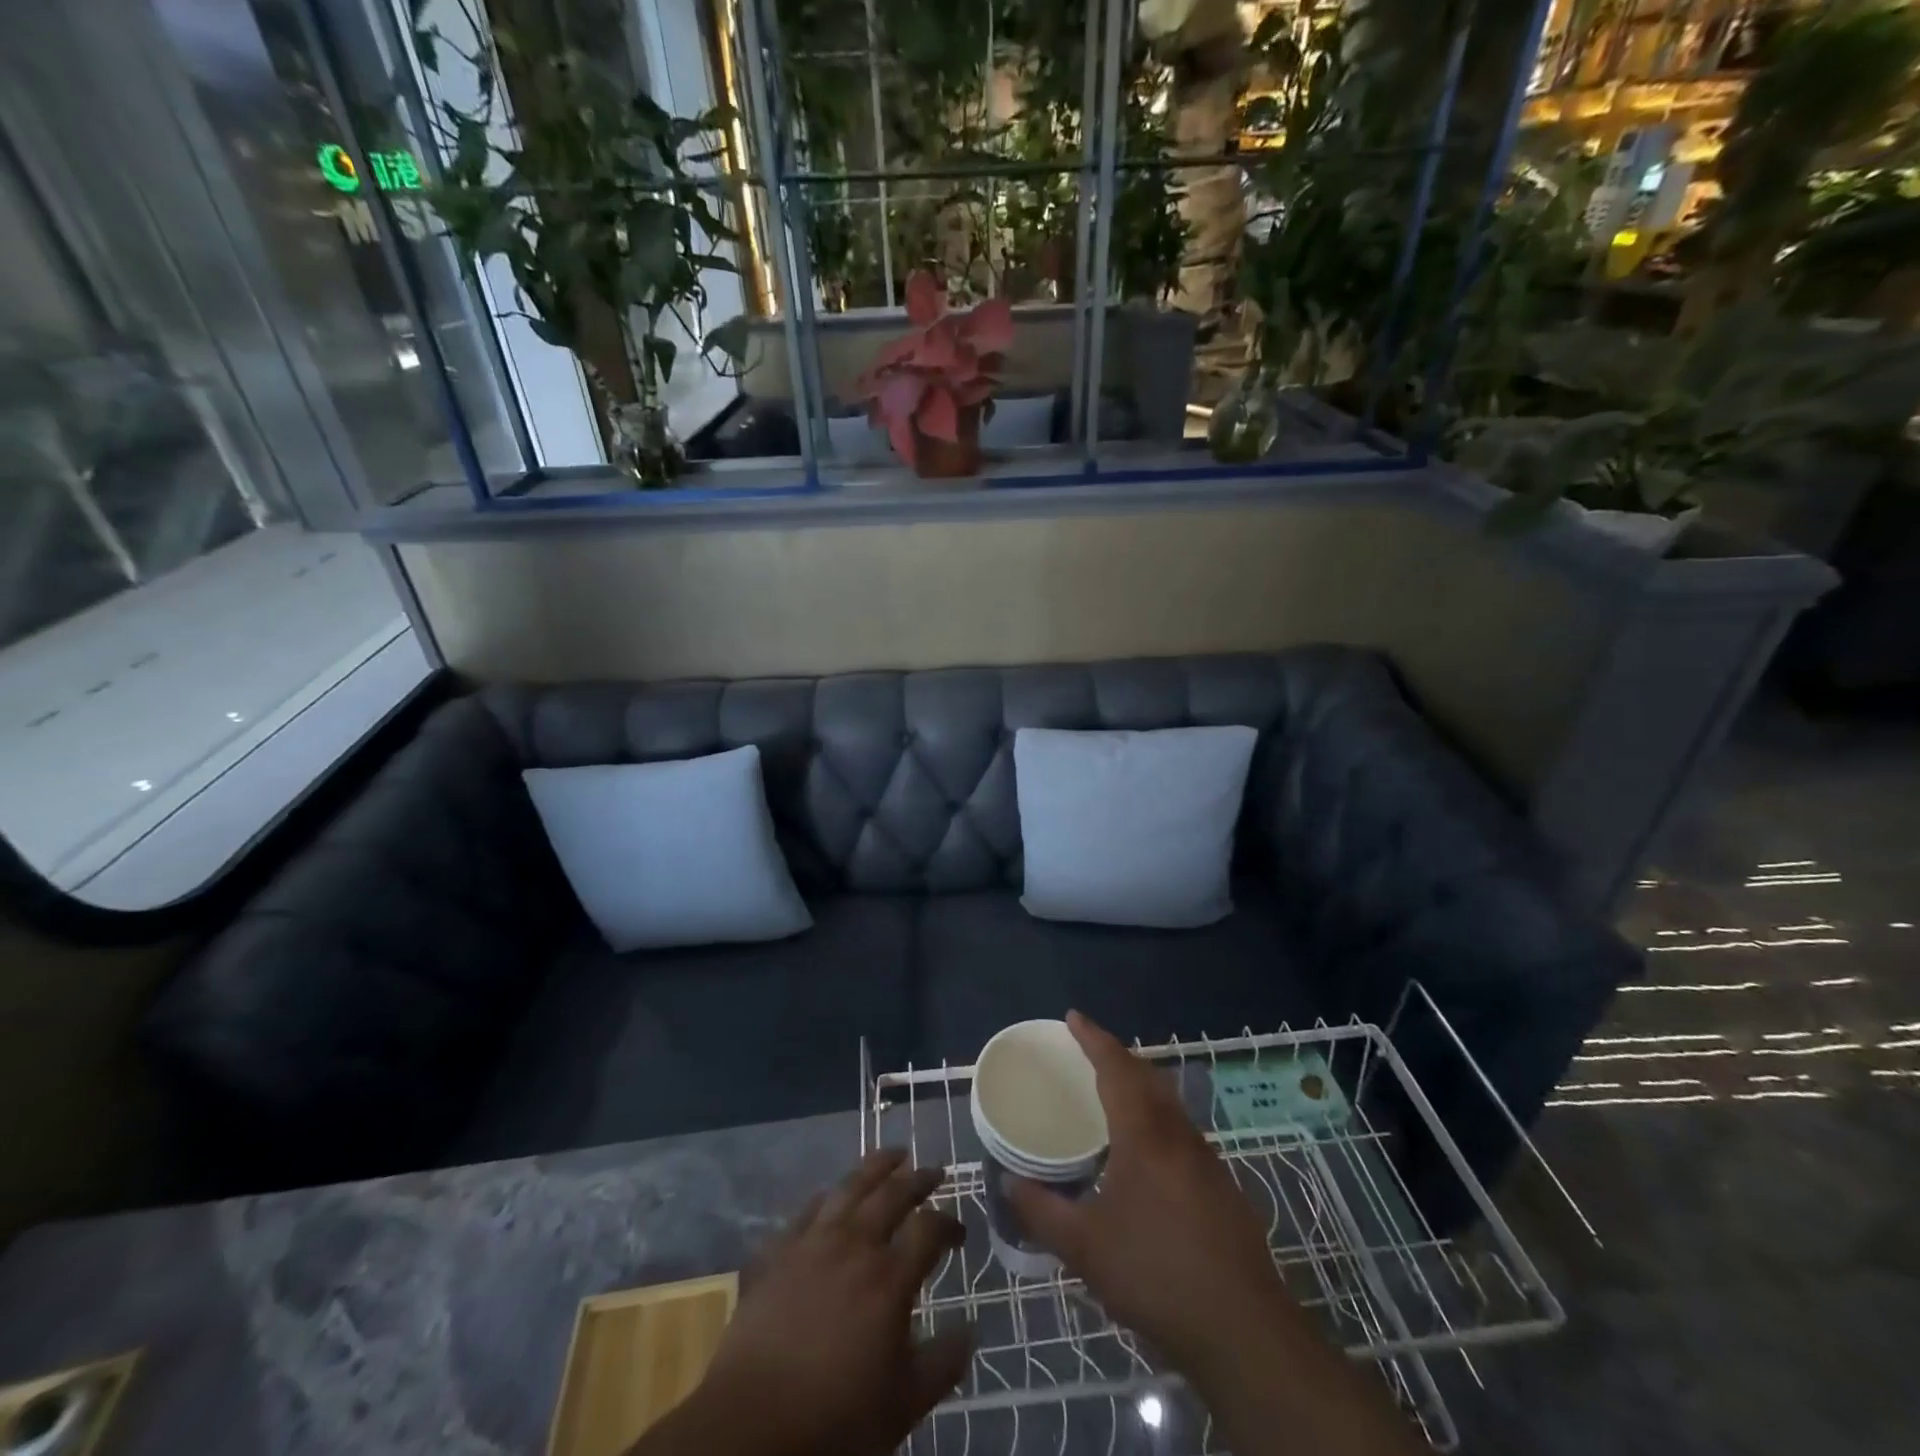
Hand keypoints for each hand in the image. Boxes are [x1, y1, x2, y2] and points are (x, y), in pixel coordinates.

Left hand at [640, 1150, 971, 1455]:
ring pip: (850, 1187)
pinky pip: (807, 1210)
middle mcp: (854, 1245)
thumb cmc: (833, 1419)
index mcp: (889, 1279)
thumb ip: (942, 1364)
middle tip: (934, 1171)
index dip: (949, 1224)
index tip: (959, 1233)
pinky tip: (832, 1196)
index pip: (929, 1230)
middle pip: (892, 1194)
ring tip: (892, 1156)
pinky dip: (828, 1197)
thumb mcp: (902, 1406)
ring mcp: (812, 1242)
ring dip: (876, 1167)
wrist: (749, 1426)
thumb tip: (971, 1330)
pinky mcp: (778, 1251)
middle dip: (918, 1179)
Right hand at [1006, 1011, 1294, 1378]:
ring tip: (1112, 1093)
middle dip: (1118, 1056)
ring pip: (1169, 1102)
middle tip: (1088, 1051)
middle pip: (1147, 1076)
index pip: (1116, 1067)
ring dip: (1140, 1085)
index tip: (1073, 1017)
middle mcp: (1178, 1134)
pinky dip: (1156, 1117)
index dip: (1093, 1038)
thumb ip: (1042, 1211)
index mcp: (1144, 1134)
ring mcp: (1206, 1160)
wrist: (1243, 1330)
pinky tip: (1146, 1152)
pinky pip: (1181, 1130)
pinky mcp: (1221, 1187)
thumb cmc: (1156, 1274)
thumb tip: (1007, 1183)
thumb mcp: (1085, 1247)